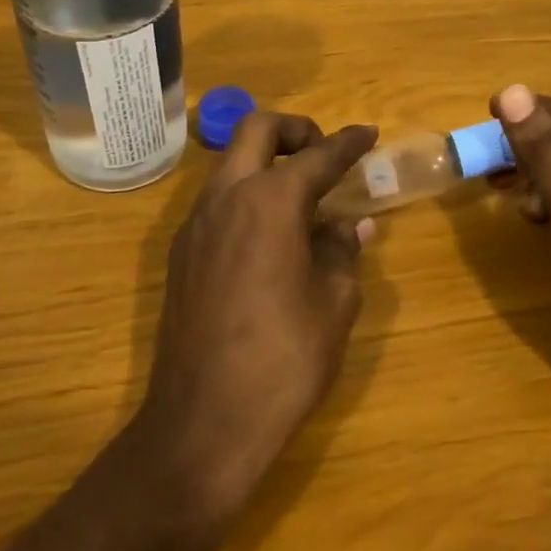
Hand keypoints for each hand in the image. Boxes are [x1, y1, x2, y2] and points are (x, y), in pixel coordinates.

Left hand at [139, 111, 378, 510]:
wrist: (204, 421)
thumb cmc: (284, 359)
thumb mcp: (334, 303)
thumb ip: (342, 251)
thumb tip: (350, 225)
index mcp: (270, 202)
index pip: (317, 156)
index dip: (348, 143)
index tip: (368, 134)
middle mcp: (225, 198)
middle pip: (256, 130)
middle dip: (295, 130)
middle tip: (324, 155)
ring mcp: (195, 224)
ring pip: (231, 164)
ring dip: (267, 163)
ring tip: (304, 200)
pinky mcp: (181, 254)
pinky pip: (217, 201)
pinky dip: (247, 196)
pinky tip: (271, 237)